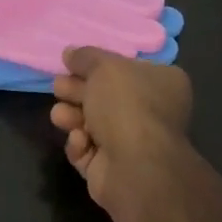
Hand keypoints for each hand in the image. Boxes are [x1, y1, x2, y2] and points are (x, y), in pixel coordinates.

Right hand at [50, 47, 192, 207]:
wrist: (134, 167)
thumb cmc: (126, 106)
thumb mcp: (104, 67)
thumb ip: (85, 57)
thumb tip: (70, 52)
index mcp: (162, 83)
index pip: (126, 68)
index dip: (97, 65)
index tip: (71, 63)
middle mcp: (151, 112)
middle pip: (104, 96)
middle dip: (77, 91)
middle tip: (59, 87)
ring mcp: (131, 143)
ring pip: (90, 123)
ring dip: (72, 116)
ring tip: (62, 116)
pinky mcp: (110, 168)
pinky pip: (87, 150)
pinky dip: (80, 144)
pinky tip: (81, 141)